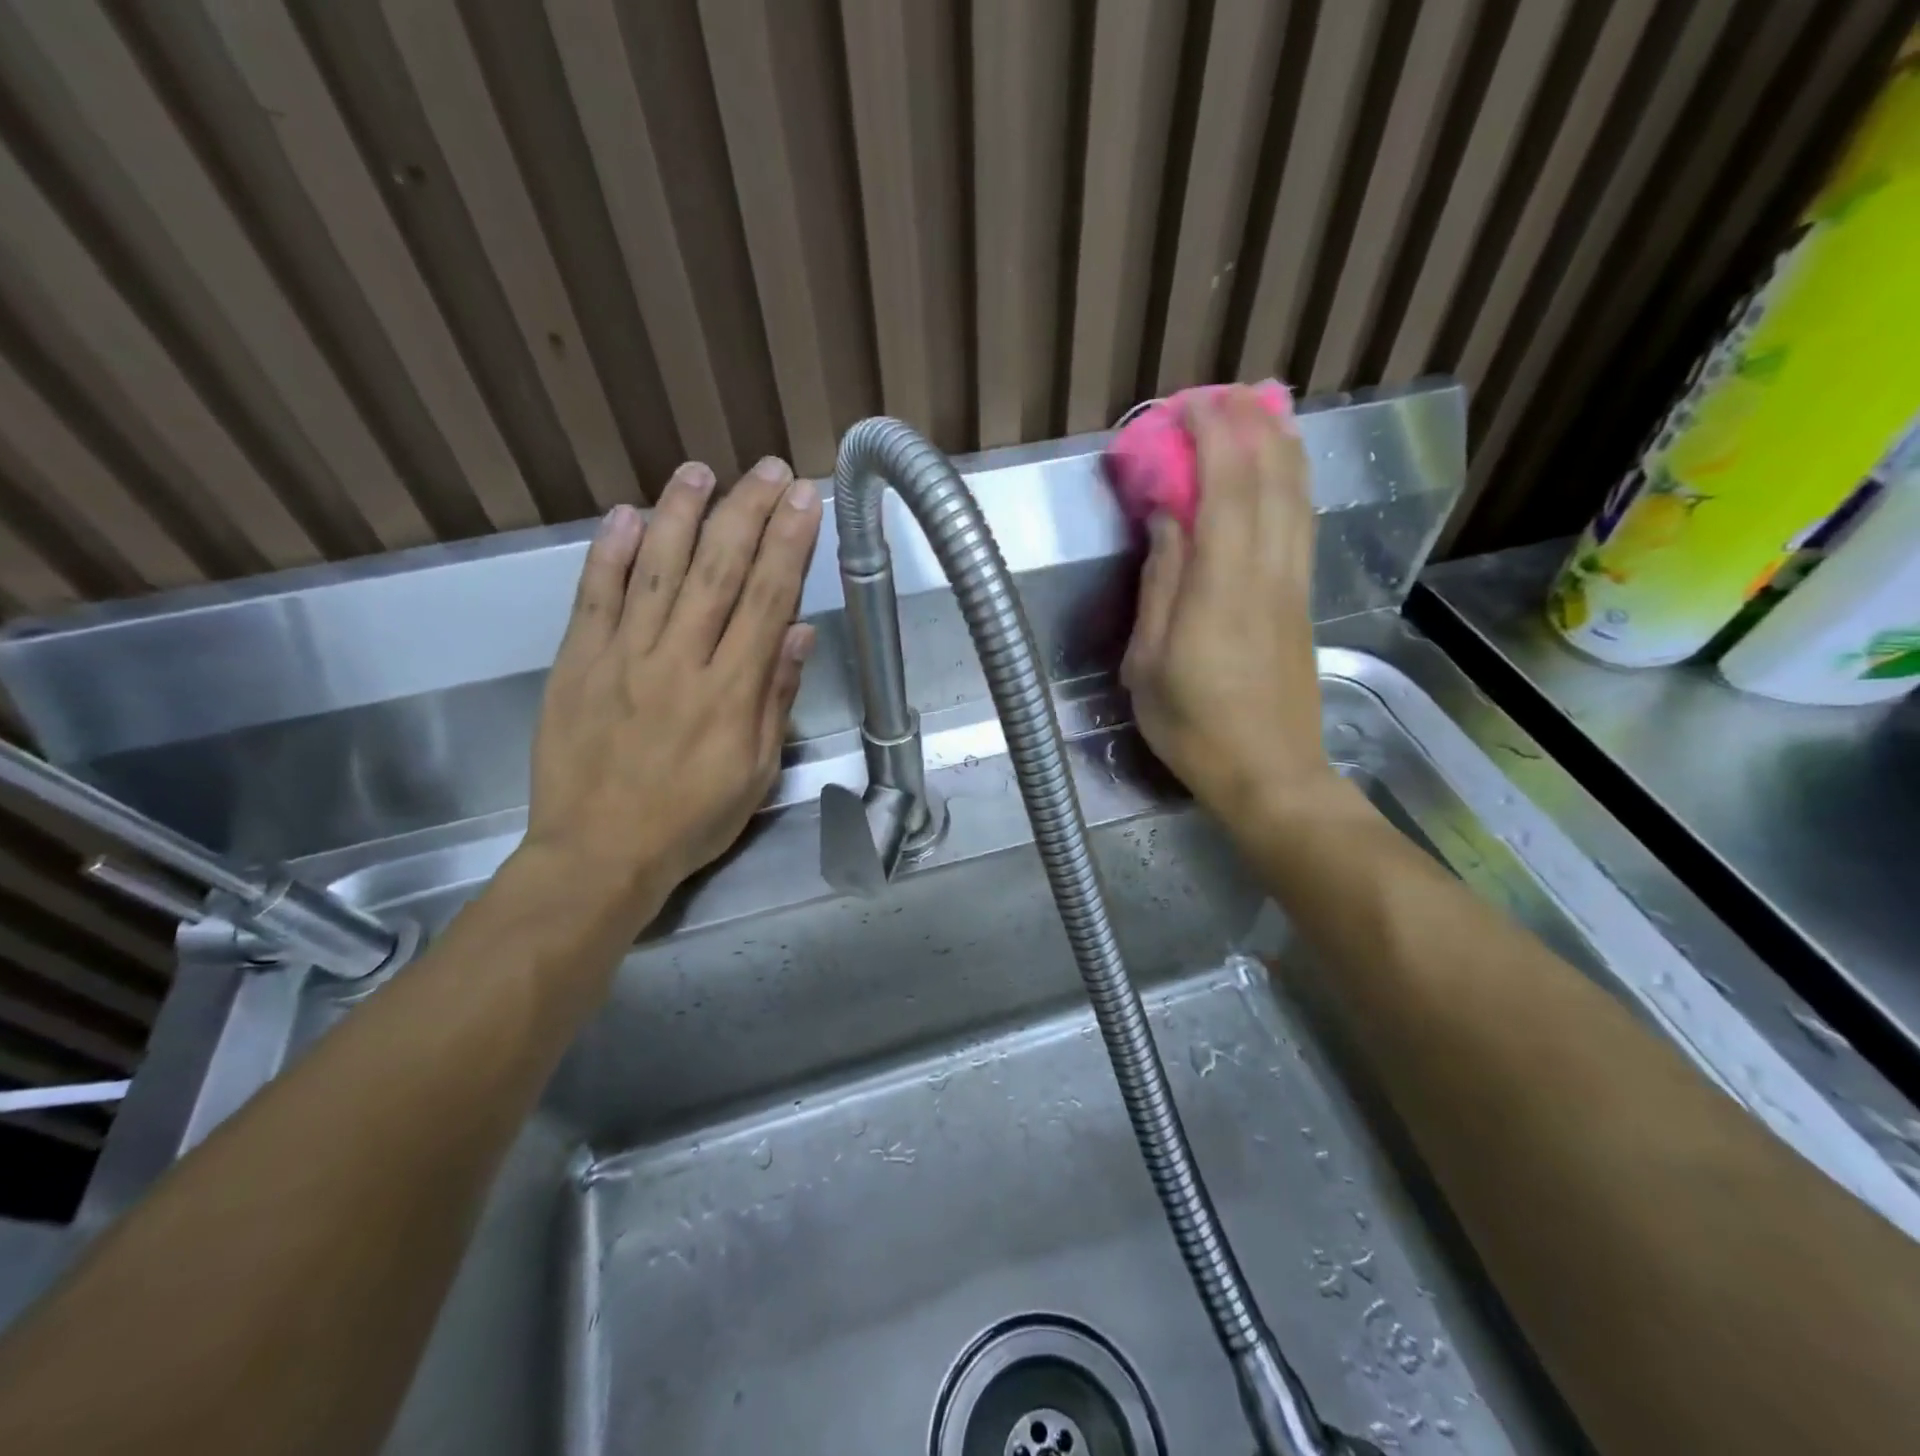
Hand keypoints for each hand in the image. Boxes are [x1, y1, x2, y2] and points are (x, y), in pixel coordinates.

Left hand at [521, 457, 821, 928]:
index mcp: (730, 693)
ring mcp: (622, 657)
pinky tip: (628, 515)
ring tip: (701, 472)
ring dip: (681, 516)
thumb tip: (798, 632)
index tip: (804, 500)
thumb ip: (776, 699)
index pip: (767, 601)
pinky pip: (594, 597)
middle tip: (767, 470)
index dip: (789, 545)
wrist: (597, 854)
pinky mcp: (576, 662)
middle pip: (718, 572)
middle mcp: (679, 662)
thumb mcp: (756, 773)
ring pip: (657, 571)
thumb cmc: (690, 820)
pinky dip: (610, 553)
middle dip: (747, 514)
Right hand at [1121, 387, 1332, 824]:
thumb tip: (1168, 522)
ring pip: (1296, 497)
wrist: (1270, 774)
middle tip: (1221, 394)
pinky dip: (1292, 483)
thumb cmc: (1195, 727)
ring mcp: (1293, 586)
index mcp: (1222, 589)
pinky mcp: (1303, 601)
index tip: (1188, 406)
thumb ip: (1160, 587)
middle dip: (1249, 426)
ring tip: (1259, 409)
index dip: (1213, 437)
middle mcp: (1268, 574)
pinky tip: (1282, 470)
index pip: (1228, 489)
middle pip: (1272, 480)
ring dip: (1279, 445)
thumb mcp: (1150, 664)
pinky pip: (1302, 524)